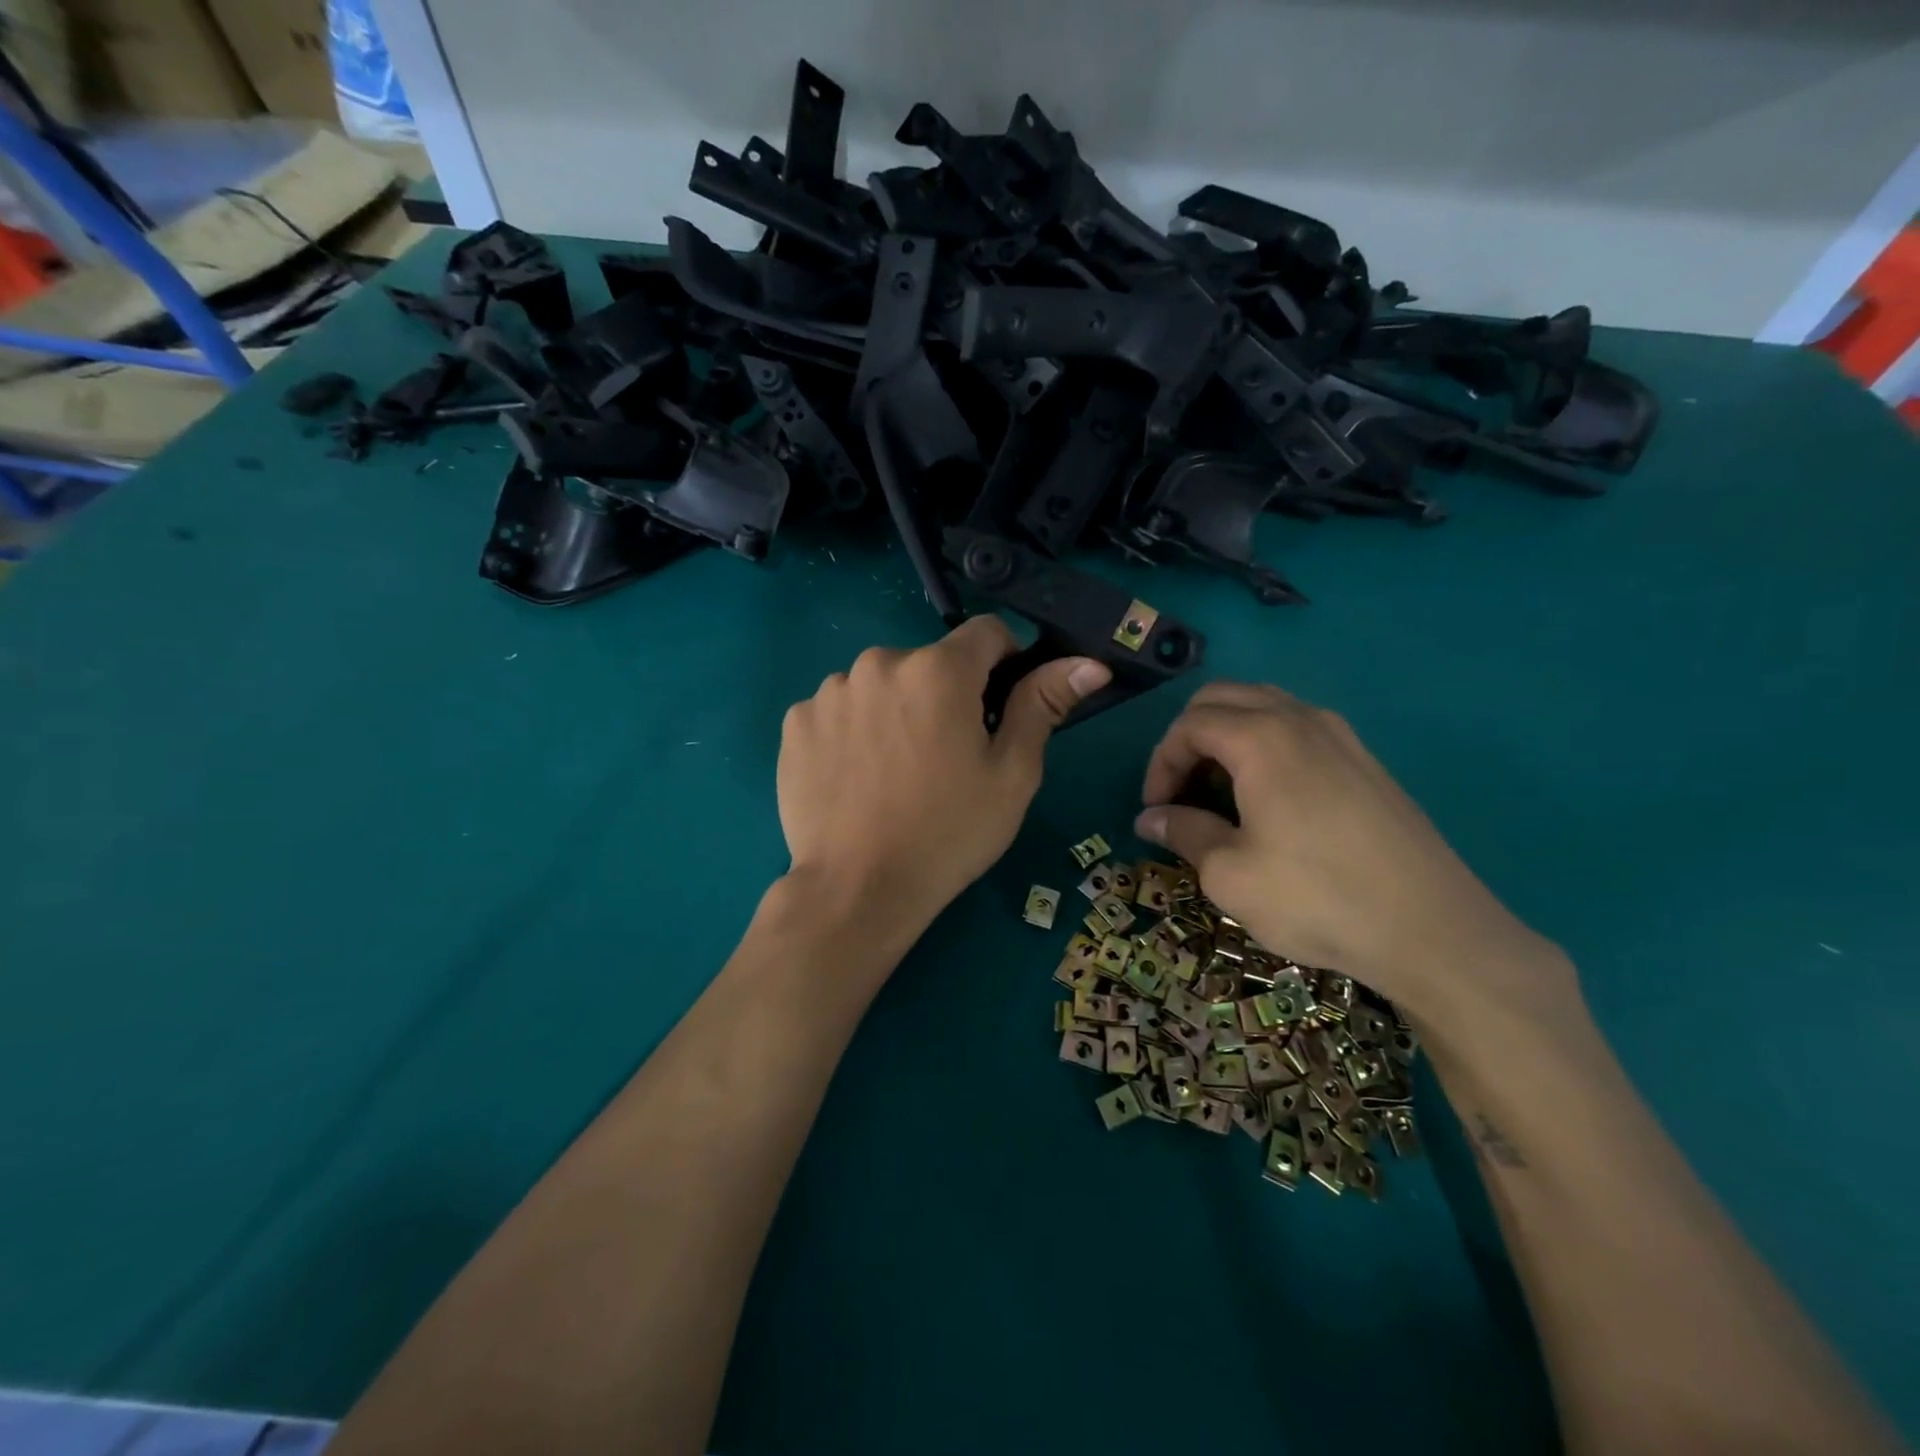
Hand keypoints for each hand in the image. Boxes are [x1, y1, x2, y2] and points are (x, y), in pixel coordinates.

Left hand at [778, 618, 1109, 944]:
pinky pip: (840, 709)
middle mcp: (879, 663)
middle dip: (945, 695)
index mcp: (939, 669)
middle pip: (930, 663)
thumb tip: (1088, 664)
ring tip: (898, 772)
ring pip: (882, 685)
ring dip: (896, 710)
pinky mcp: (796, 722)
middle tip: (947, 756)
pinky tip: (858, 777)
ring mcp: (830, 691)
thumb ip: (1043, 705)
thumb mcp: (1012, 774)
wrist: (857, 890)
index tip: (998, 707)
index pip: (986, 632)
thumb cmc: (948, 833)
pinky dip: (854, 730)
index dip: (1004, 663)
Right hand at [1134, 682, 1575, 1027]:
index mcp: (1262, 739)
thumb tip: (1150, 819)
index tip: (1155, 808)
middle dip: (1188, 738)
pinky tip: (1267, 796)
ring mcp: (1341, 736)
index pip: (1189, 724)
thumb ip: (1184, 833)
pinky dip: (1264, 745)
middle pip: (1224, 698)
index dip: (1161, 762)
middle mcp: (1301, 720)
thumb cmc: (1316, 899)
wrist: (1433, 931)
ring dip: (1227, 736)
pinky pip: (1298, 728)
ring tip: (1218, 790)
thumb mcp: (1230, 875)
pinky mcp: (1365, 760)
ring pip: (1264, 706)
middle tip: (1180, 790)